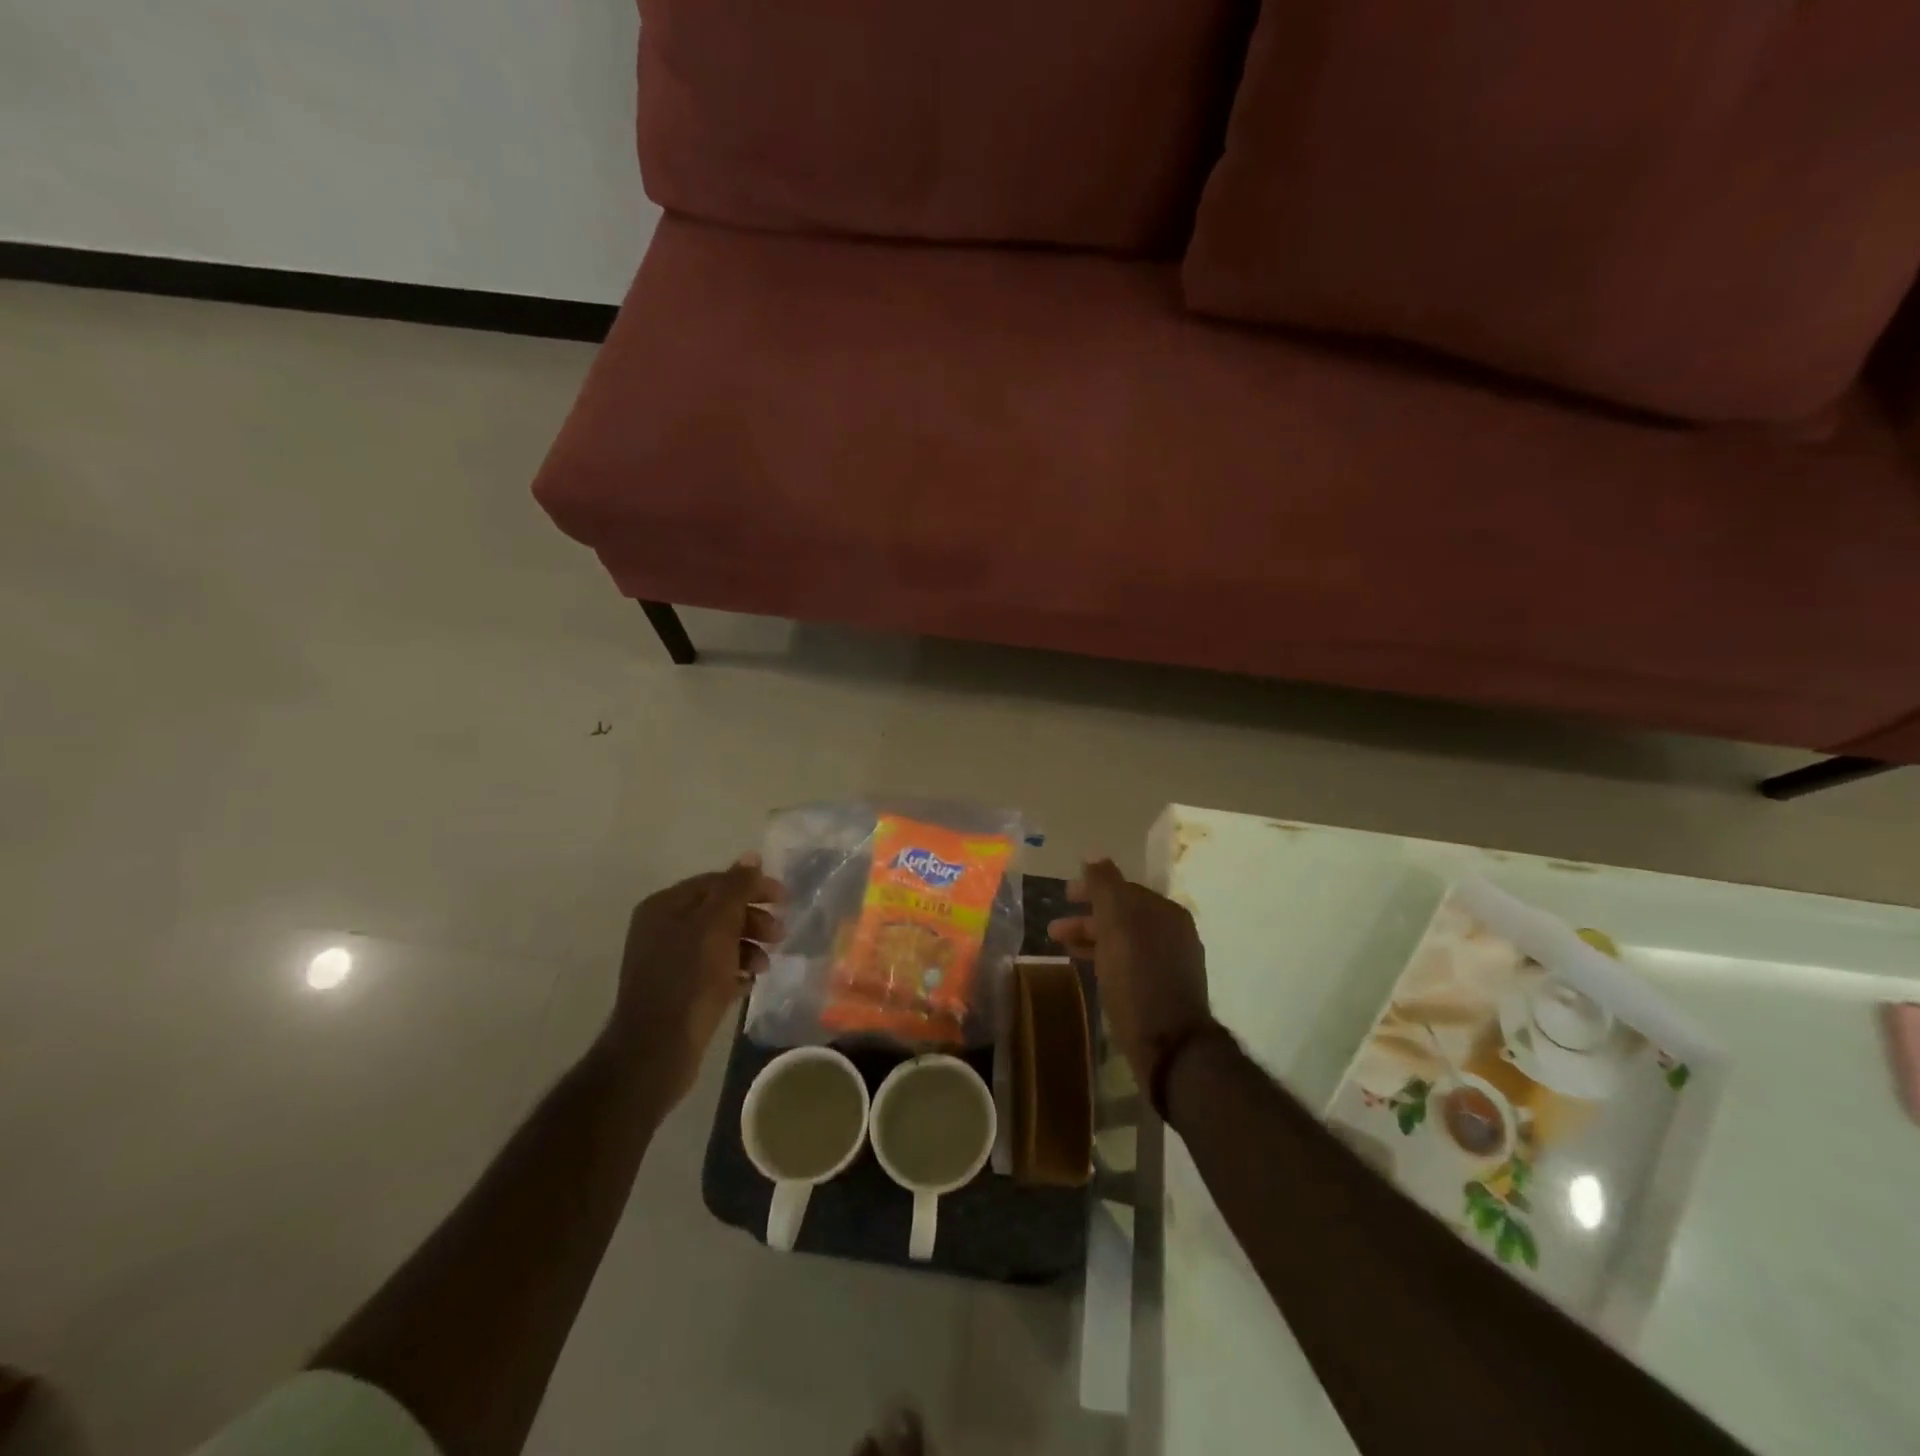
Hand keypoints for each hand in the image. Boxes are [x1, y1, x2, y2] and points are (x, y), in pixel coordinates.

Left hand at [608, 855, 785, 1104]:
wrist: (656, 1050)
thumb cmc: (689, 980)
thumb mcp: (717, 926)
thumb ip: (736, 888)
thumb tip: (751, 856)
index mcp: (665, 906)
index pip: (717, 882)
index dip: (753, 887)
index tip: (785, 900)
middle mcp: (662, 927)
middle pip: (719, 911)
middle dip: (753, 920)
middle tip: (780, 935)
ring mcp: (668, 960)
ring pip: (719, 941)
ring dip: (748, 947)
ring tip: (765, 966)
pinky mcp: (677, 990)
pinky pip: (713, 969)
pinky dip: (734, 971)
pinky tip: (748, 984)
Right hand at [1048, 859, 1213, 1094]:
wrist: (1171, 1046)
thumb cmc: (1139, 980)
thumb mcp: (1117, 926)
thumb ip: (1106, 887)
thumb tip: (1094, 856)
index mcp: (1165, 912)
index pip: (1123, 888)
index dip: (1091, 888)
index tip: (1063, 894)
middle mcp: (1173, 932)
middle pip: (1122, 914)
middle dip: (1087, 916)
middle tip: (1054, 926)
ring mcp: (1170, 962)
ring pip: (1123, 939)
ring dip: (1092, 937)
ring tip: (1062, 946)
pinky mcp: (1163, 989)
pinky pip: (1128, 961)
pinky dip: (1105, 958)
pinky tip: (1089, 968)